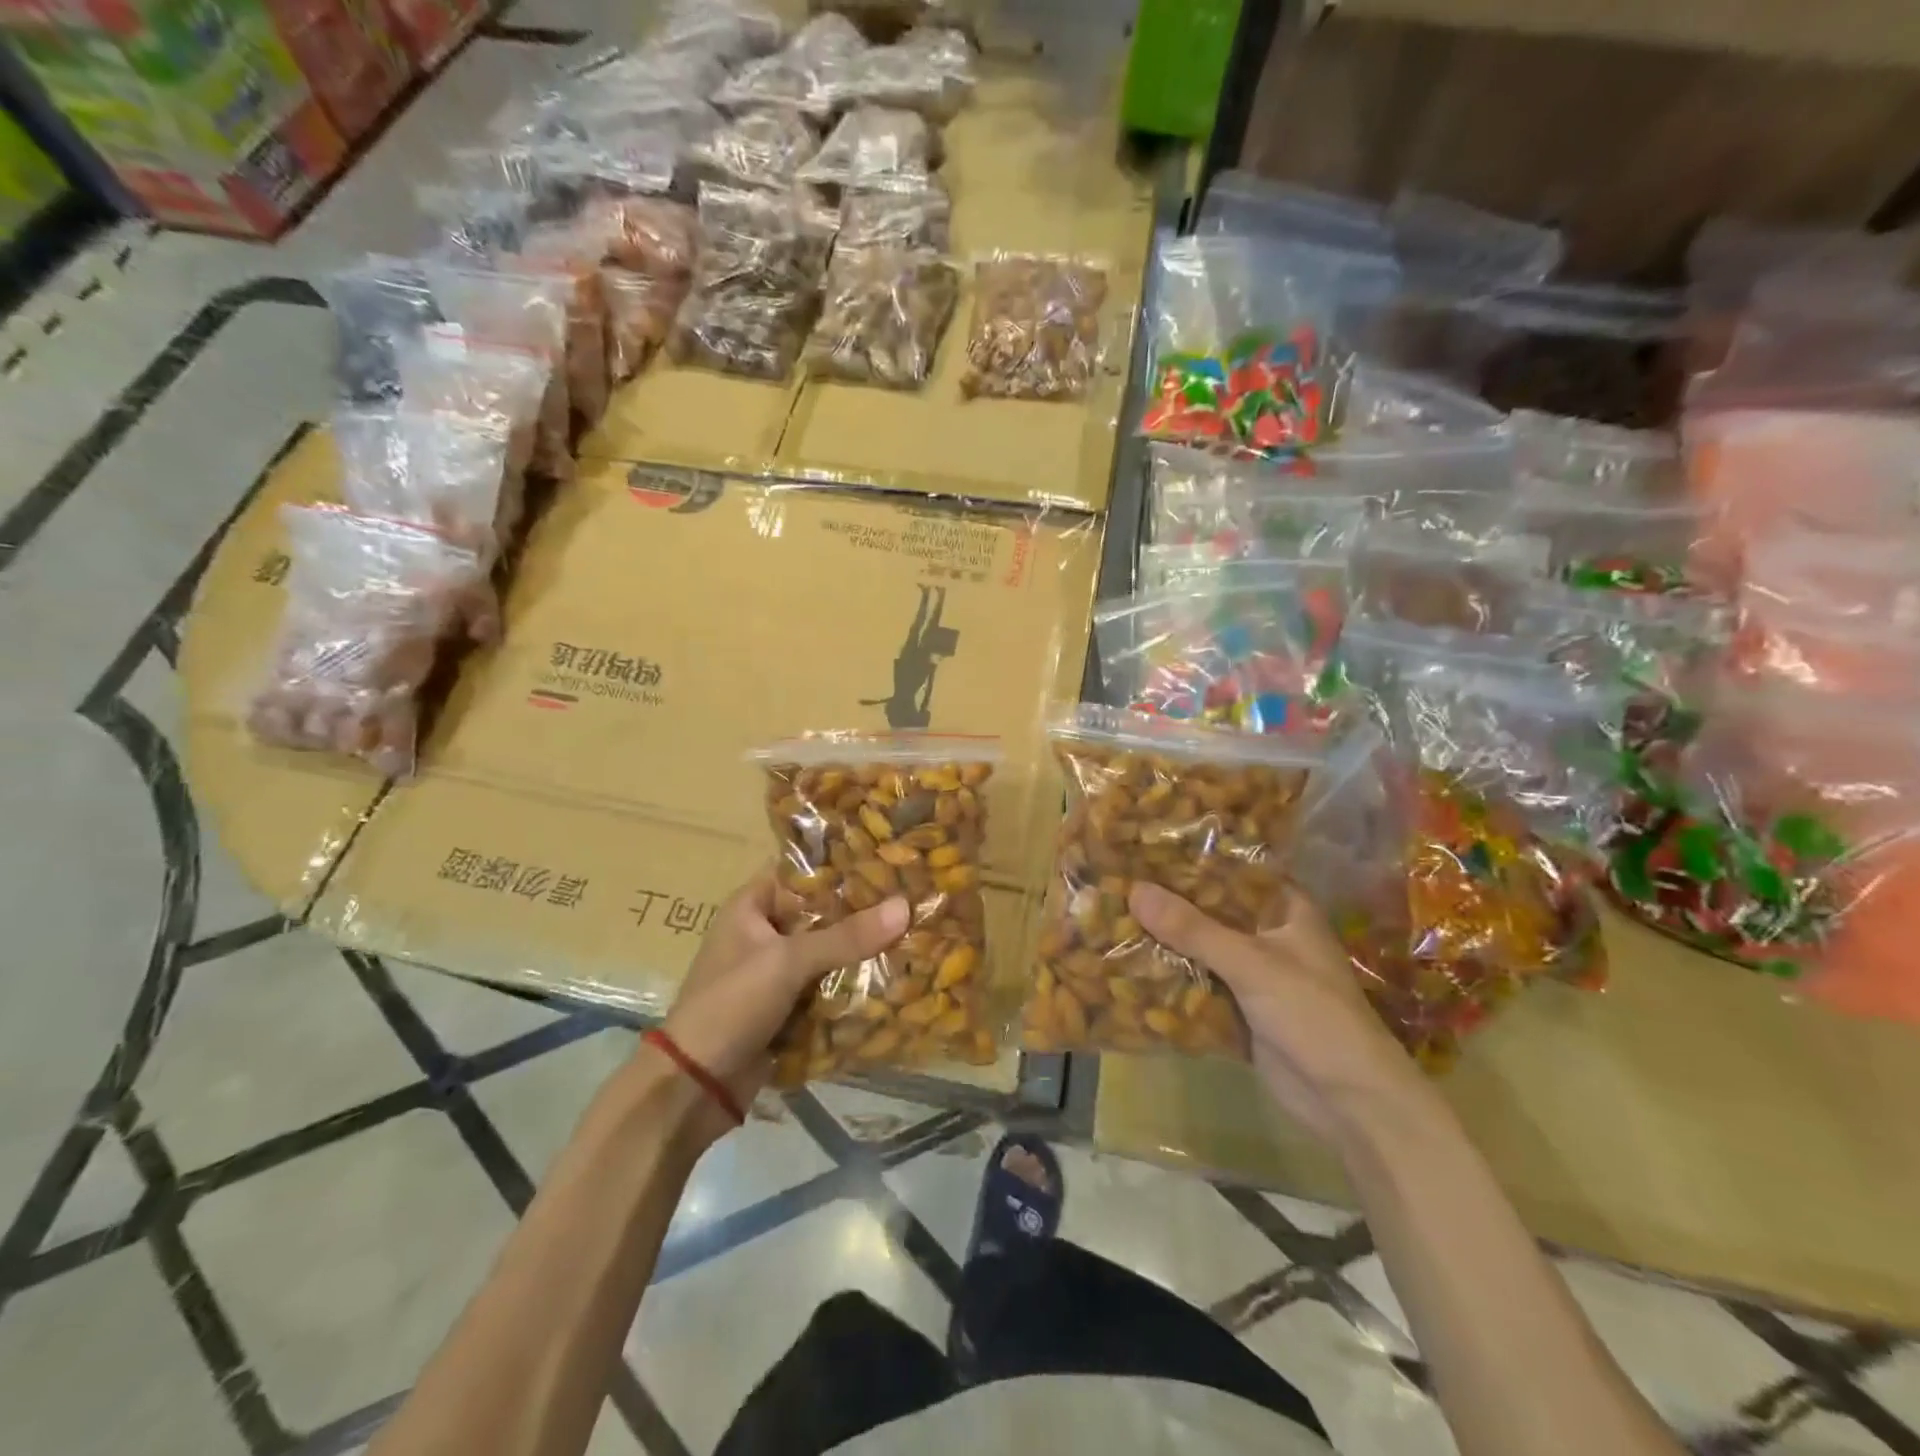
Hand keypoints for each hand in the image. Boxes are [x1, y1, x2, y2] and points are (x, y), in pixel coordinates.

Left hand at [655, 869, 908, 1133]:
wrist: (695, 1086)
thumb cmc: (731, 1004)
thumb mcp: (788, 962)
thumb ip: (846, 936)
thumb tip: (905, 906)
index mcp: (751, 906)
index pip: (802, 871)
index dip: (842, 864)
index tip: (888, 859)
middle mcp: (764, 932)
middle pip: (821, 913)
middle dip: (862, 911)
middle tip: (913, 897)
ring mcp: (776, 971)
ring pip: (828, 950)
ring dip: (862, 949)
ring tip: (915, 930)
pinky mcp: (788, 1006)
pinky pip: (828, 984)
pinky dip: (853, 982)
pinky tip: (896, 973)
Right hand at [1129, 880, 1423, 1144]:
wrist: (1350, 1102)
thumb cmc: (1313, 1014)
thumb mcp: (1251, 963)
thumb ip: (1193, 929)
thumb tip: (1134, 890)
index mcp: (1284, 909)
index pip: (1233, 869)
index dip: (1193, 856)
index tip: (1145, 844)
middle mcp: (1267, 934)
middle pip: (1210, 909)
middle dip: (1169, 901)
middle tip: (1116, 879)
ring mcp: (1253, 973)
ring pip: (1200, 947)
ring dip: (1165, 940)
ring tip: (1110, 916)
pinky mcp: (1239, 1008)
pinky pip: (1197, 983)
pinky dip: (1170, 977)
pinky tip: (1127, 965)